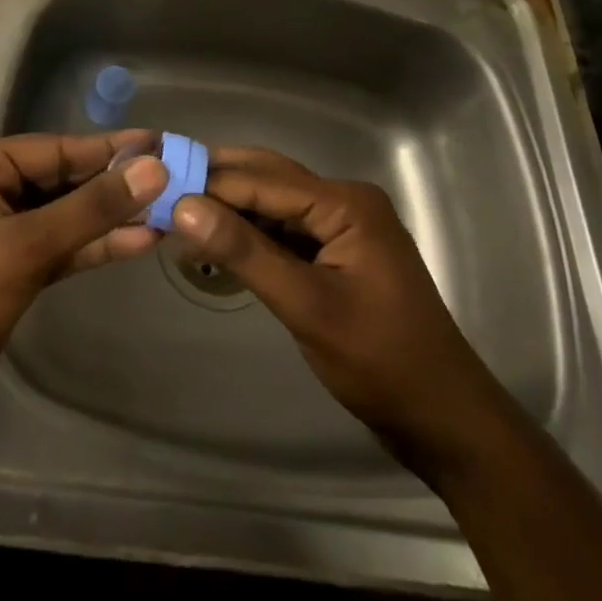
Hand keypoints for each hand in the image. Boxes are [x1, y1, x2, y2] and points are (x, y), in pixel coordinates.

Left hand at [0, 132, 167, 444]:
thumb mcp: (26, 247)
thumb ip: (91, 208)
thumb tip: (154, 169)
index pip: (57, 149)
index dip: (111, 148)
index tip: (163, 143)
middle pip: (66, 179)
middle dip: (117, 183)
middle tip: (177, 177)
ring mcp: (5, 230)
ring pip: (69, 215)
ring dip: (114, 216)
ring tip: (171, 209)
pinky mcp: (17, 268)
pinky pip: (65, 246)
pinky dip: (98, 245)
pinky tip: (141, 240)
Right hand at [169, 147, 511, 482]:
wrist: (445, 420)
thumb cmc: (380, 362)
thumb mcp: (306, 307)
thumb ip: (245, 253)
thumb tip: (183, 206)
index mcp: (345, 203)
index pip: (262, 181)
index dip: (209, 183)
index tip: (156, 188)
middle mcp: (345, 201)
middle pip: (269, 179)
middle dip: (217, 183)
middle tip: (160, 188)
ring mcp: (343, 227)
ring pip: (274, 203)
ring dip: (231, 207)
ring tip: (177, 209)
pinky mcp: (338, 252)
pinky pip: (286, 229)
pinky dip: (252, 232)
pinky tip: (217, 239)